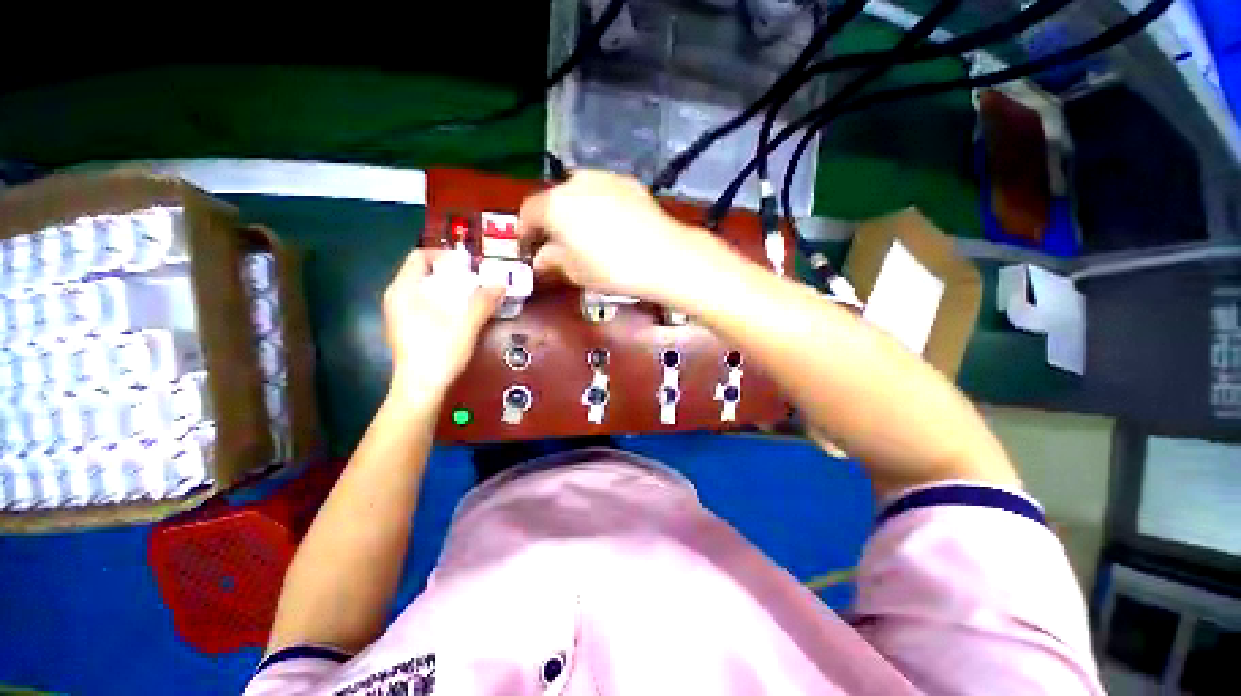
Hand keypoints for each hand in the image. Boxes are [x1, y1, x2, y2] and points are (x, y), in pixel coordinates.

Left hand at [382, 249, 502, 404]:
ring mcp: (400, 315)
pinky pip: (426, 305)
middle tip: (478, 282)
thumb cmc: (439, 352)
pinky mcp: (407, 329)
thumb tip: (501, 283)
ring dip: (451, 291)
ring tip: (475, 298)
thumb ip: (483, 301)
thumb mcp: (466, 324)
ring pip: (426, 291)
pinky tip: (463, 315)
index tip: (470, 265)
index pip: (419, 257)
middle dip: (453, 275)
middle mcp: (397, 298)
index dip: (445, 256)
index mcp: (404, 291)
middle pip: (424, 274)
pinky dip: (445, 304)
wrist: (421, 389)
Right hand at [517, 170, 712, 301]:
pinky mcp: (628, 182)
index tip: (530, 248)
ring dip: (575, 211)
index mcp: (555, 204)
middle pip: (553, 200)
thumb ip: (552, 260)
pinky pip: (603, 192)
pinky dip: (600, 205)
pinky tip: (612, 225)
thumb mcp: (575, 272)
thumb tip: (542, 258)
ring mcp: (604, 178)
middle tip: (559, 244)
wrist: (663, 256)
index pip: (528, 214)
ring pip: (579, 193)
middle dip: (552, 222)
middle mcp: (575, 182)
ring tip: (587, 234)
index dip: (525, 233)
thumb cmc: (612, 269)